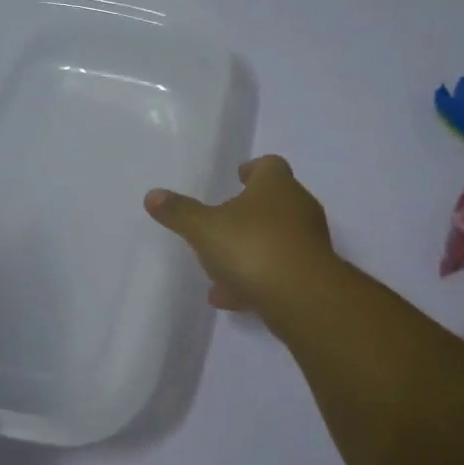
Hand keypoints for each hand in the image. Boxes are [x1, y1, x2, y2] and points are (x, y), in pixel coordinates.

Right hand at [144, 155, 339, 318]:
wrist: (301, 296)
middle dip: (249, 213)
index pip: (269, 166)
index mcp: (277, 186)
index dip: (254, 169)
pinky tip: (228, 298)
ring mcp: (308, 244)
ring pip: (276, 240)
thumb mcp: (204, 228)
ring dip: (249, 251)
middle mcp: (299, 208)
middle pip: (275, 203)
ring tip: (218, 269)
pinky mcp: (311, 277)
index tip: (239, 176)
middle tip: (225, 221)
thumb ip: (179, 212)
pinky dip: (255, 280)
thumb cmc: (252, 246)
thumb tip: (152, 195)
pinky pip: (279, 272)